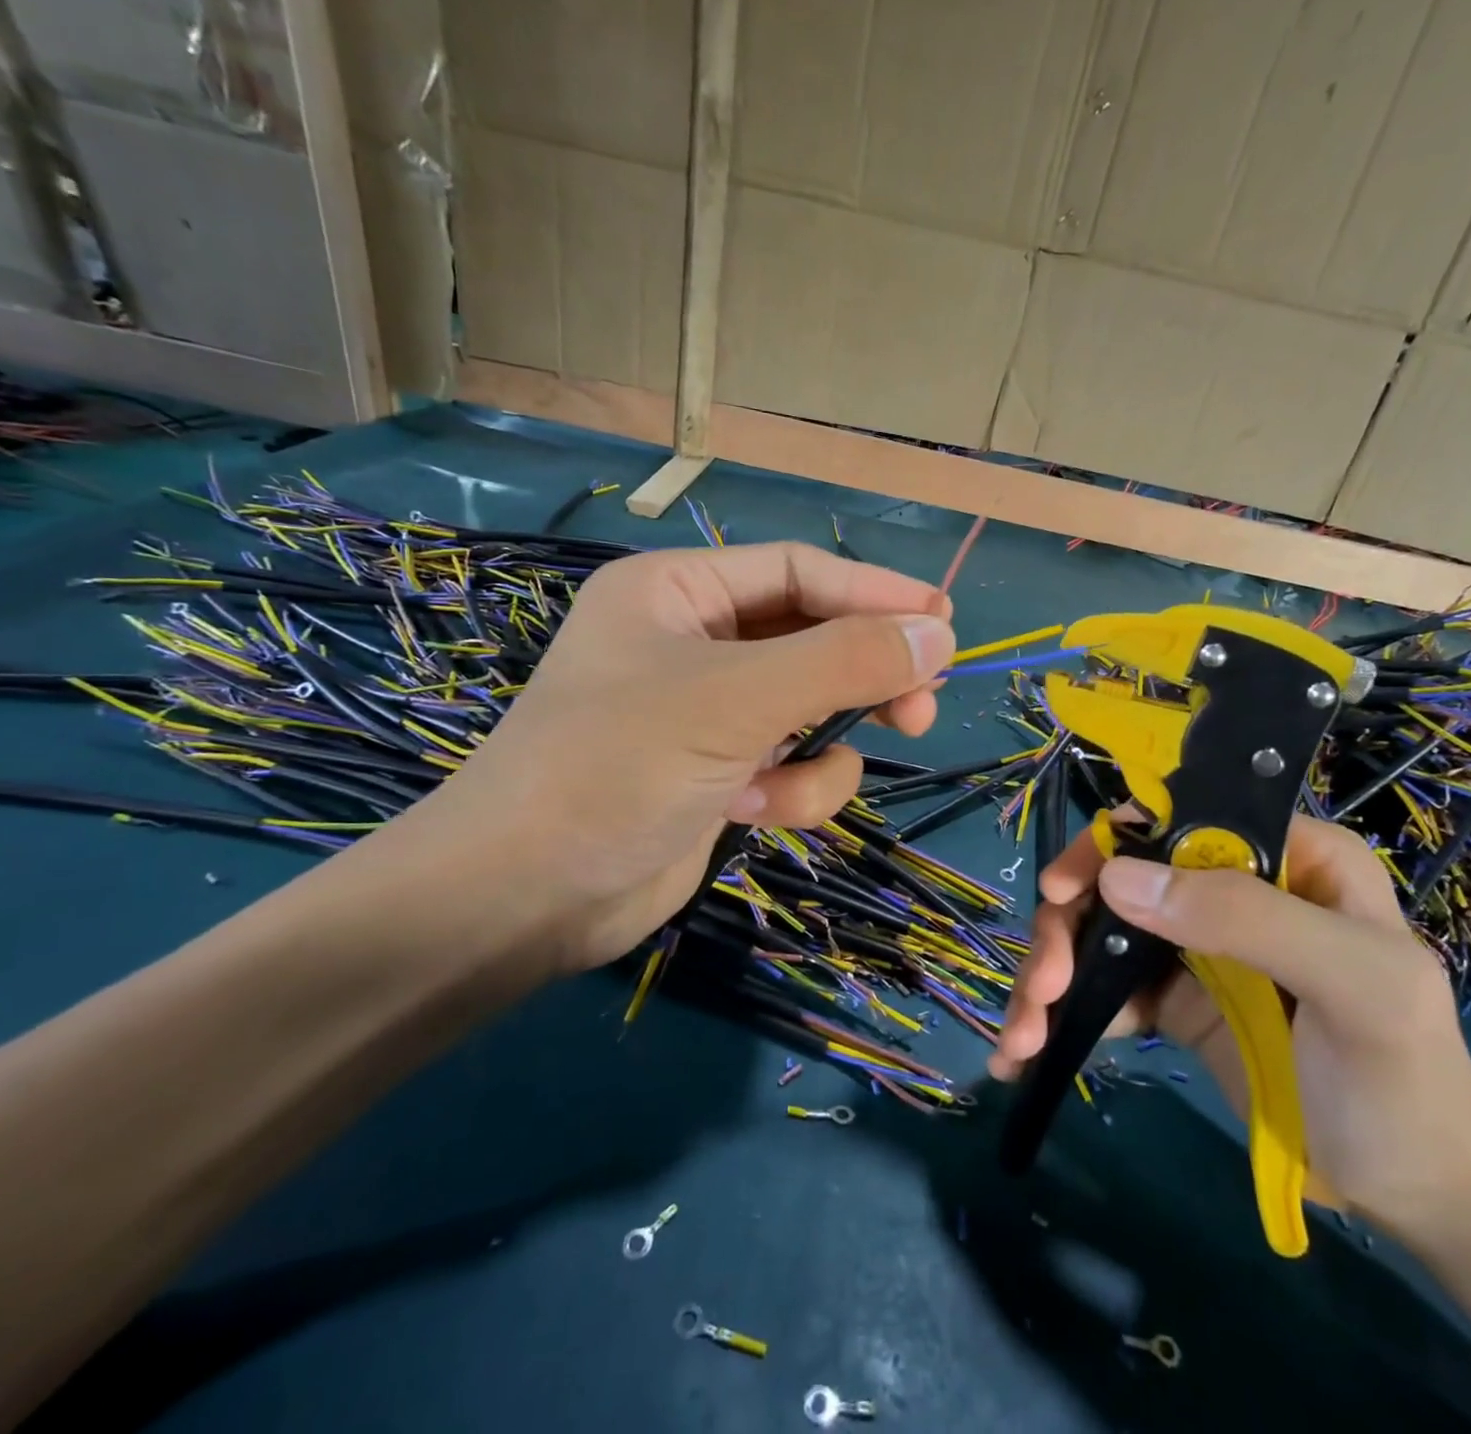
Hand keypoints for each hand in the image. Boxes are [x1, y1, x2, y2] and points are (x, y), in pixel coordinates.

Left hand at [362, 542, 954, 977]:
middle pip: (815, 640)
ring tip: (786, 789)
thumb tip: (939, 633)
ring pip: (812, 711)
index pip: (800, 572)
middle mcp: (695, 641)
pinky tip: (750, 814)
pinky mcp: (721, 774)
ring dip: (817, 753)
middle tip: (921, 708)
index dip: (876, 593)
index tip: (945, 624)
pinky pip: (793, 765)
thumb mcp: (736, 699)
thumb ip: (844, 661)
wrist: (525, 900)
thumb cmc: (615, 767)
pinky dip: (791, 792)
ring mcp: (709, 712)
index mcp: (679, 591)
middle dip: (864, 678)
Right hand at [988, 815, 1470, 1235]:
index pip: (1176, 819)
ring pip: (1097, 930)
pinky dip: (1062, 1012)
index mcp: (1283, 856)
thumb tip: (1118, 877)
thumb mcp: (1356, 986)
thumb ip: (1247, 918)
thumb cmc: (1405, 1078)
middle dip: (1065, 929)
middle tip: (1040, 988)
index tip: (1061, 892)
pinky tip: (1030, 1051)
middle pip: (1118, 878)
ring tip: (1022, 1035)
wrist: (1419, 1193)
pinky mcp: (1172, 998)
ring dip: (1050, 975)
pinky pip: (1103, 985)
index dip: (1108, 845)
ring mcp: (1194, 944)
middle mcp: (1227, 887)